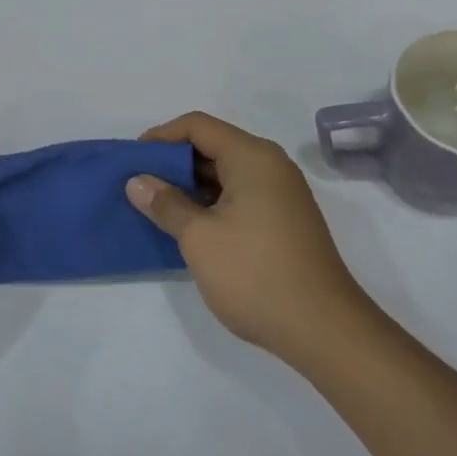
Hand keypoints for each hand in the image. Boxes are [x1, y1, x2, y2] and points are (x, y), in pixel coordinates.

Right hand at [127, 113, 373, 364]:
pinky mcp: (285, 220)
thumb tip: (137, 182)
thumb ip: (166, 204)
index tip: (133, 160)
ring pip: (227, 174)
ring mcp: (281, 194)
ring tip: (157, 208)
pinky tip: (190, 227)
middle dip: (174, 162)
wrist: (323, 329)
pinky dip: (212, 203)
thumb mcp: (199, 238)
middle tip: (140, 185)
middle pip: (214, 146)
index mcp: (252, 157)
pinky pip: (240, 196)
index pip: (198, 126)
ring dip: (191, 186)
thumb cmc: (255, 274)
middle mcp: (271, 165)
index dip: (161, 136)